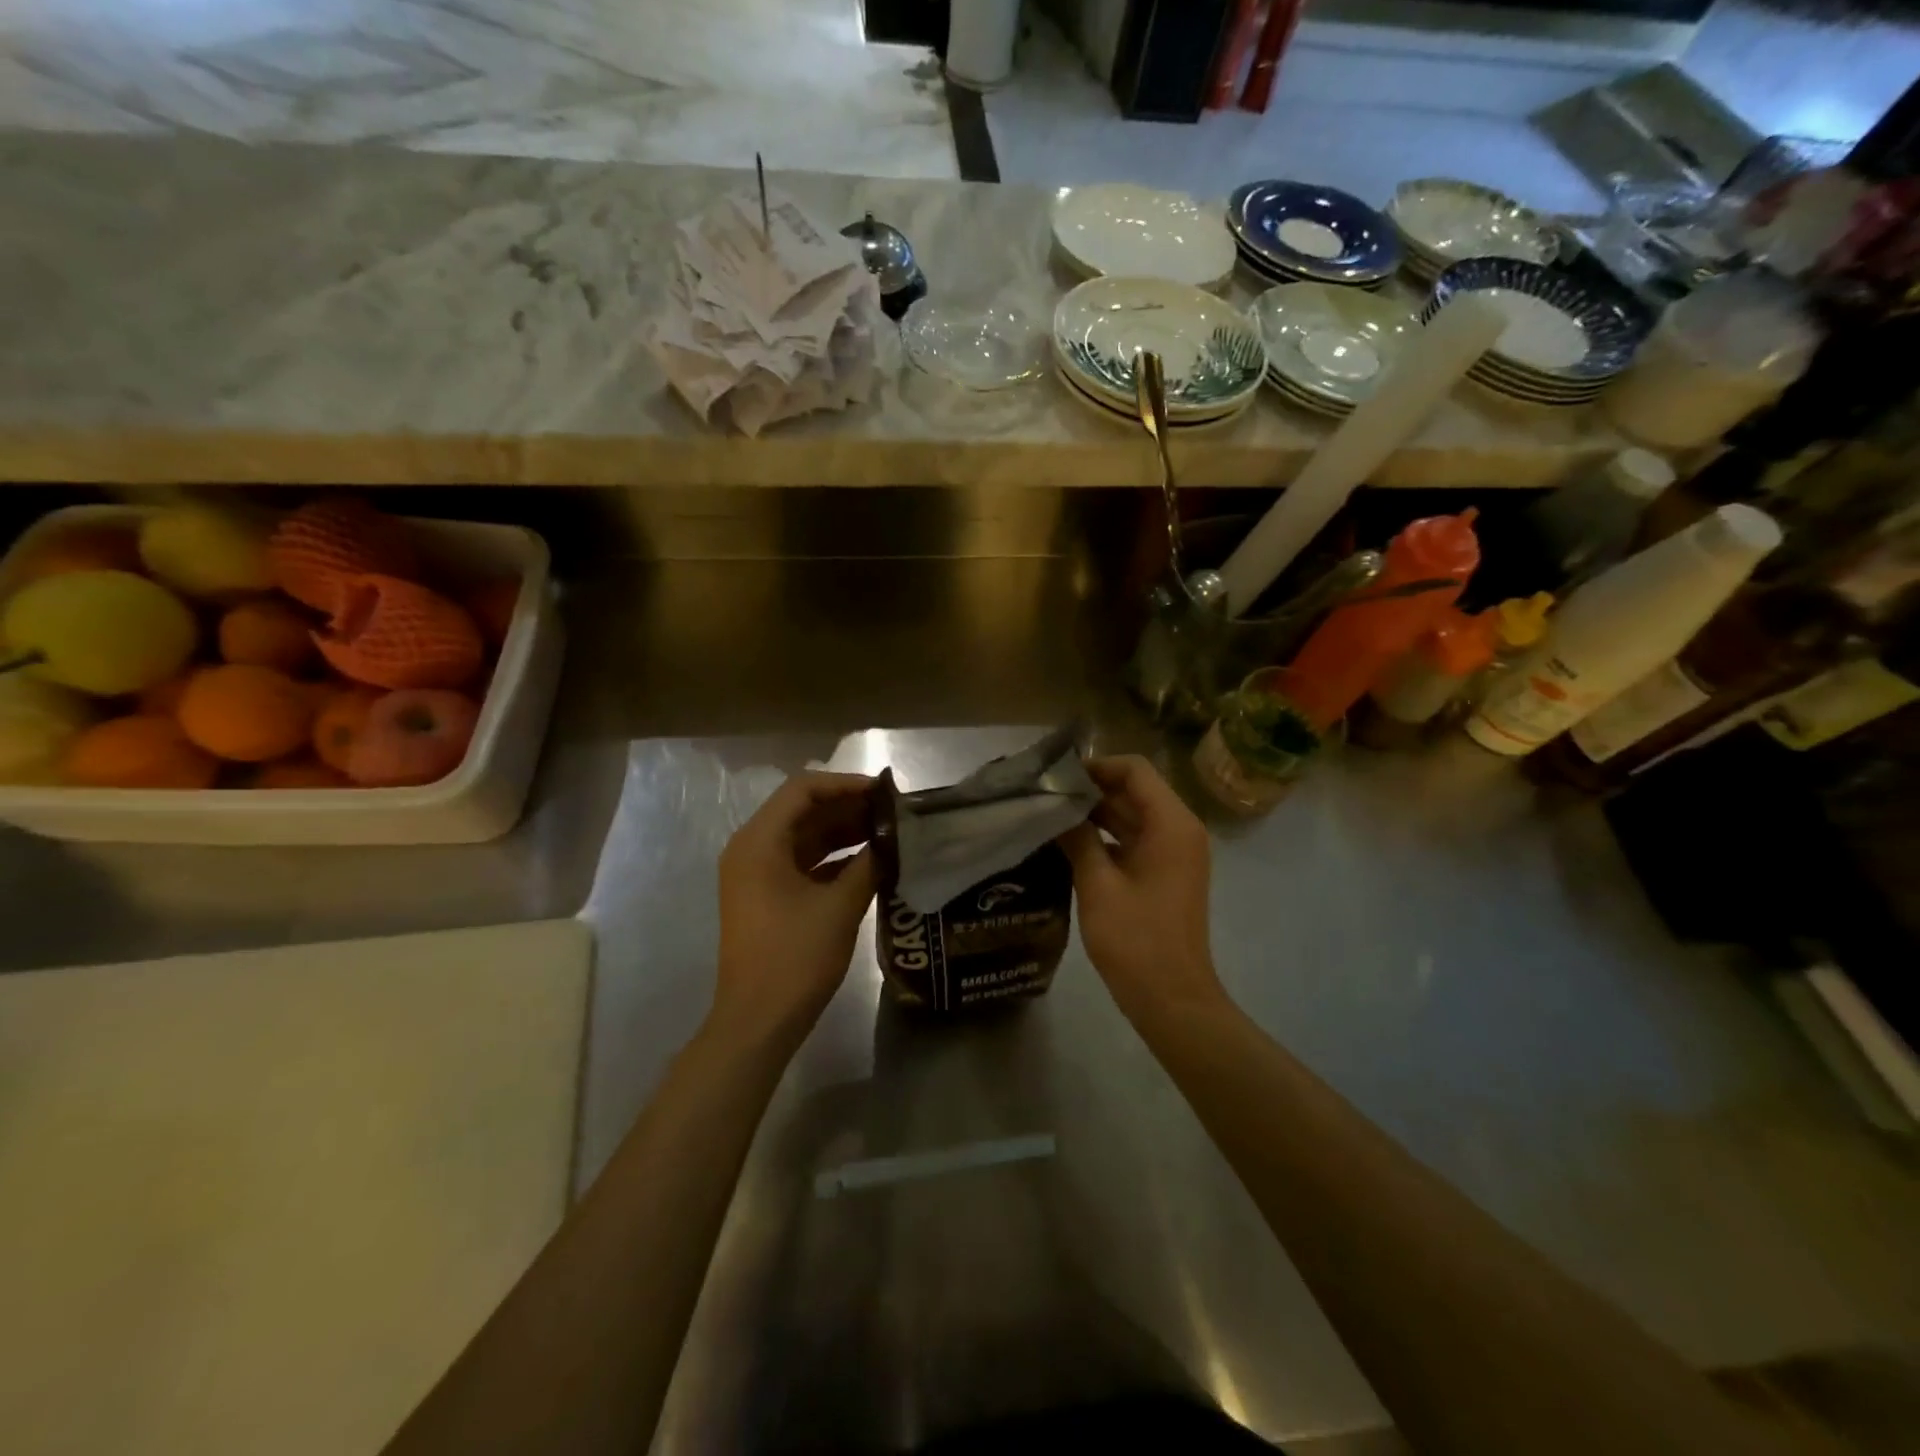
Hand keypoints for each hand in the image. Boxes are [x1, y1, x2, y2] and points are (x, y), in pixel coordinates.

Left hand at [713, 771, 877, 1046]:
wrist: (758, 1021)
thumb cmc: (795, 957)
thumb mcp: (840, 906)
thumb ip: (869, 864)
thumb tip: (894, 840)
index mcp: (759, 842)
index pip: (803, 790)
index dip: (846, 785)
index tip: (885, 792)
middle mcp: (752, 849)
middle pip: (803, 810)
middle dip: (848, 807)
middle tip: (893, 812)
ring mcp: (757, 874)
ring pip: (804, 836)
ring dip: (843, 832)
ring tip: (888, 832)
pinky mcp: (767, 896)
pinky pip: (802, 862)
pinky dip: (833, 858)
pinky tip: (870, 862)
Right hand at [1059, 755, 1225, 1024]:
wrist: (1172, 999)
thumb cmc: (1136, 940)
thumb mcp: (1098, 884)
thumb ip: (1077, 838)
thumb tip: (1055, 808)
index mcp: (1171, 824)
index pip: (1135, 770)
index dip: (1096, 766)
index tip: (1056, 777)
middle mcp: (1179, 830)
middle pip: (1134, 791)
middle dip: (1090, 790)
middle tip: (1044, 794)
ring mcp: (1173, 853)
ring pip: (1131, 816)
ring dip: (1094, 814)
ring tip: (1049, 815)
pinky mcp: (1164, 874)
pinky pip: (1133, 840)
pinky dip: (1104, 837)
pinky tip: (1067, 844)